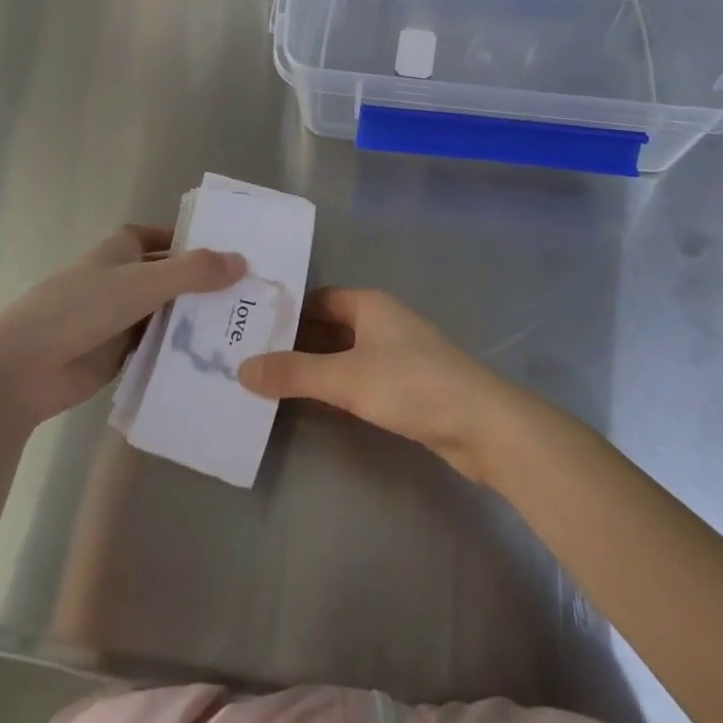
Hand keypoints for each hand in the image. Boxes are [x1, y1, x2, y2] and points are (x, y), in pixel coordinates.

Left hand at [0, 226, 244, 424]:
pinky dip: (183, 349)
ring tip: (248, 327)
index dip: (201, 242)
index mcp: (124, 249)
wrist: (21, 369)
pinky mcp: (121, 353)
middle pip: (175, 277)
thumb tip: (242, 261)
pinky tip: (218, 357)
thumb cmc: (79, 308)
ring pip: (170, 313)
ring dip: (199, 319)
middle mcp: (126, 277)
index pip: (171, 238)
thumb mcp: (141, 282)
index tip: (240, 253)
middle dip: (208, 285)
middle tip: (257, 295)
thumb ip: (192, 272)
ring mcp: (123, 317)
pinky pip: (160, 346)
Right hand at [238, 289, 520, 481]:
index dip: (286, 312)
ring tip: (269, 382)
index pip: (318, 299)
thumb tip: (242, 369)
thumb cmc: (411, 384)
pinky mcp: (404, 385)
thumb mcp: (346, 378)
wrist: (480, 423)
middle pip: (329, 325)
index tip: (249, 328)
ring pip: (343, 353)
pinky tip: (311, 403)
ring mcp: (395, 354)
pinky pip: (358, 377)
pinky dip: (334, 386)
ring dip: (313, 366)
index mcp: (369, 304)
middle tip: (250, 358)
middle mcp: (381, 322)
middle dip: (294, 342)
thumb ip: (294, 373)